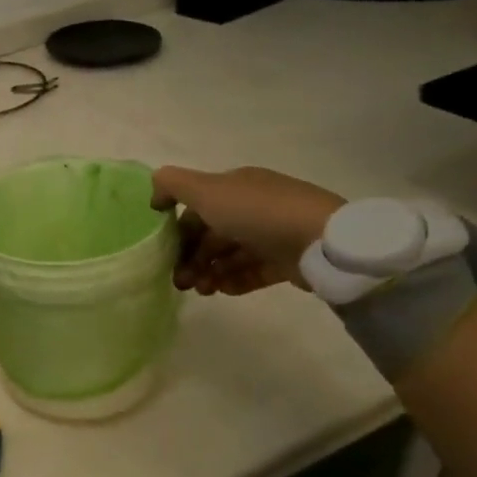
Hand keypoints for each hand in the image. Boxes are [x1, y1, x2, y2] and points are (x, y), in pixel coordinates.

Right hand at [151, 166, 345, 295]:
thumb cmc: (257, 213)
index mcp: (235, 185)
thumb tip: (154, 196)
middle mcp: (253, 205)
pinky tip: (223, 291)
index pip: (198, 207)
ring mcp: (273, 233)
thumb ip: (172, 185)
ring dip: (210, 271)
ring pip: (232, 254)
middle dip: (192, 256)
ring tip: (202, 291)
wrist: (321, 241)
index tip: (164, 254)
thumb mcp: (206, 190)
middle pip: (213, 233)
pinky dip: (236, 280)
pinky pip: (254, 271)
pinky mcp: (288, 260)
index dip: (179, 230)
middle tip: (180, 282)